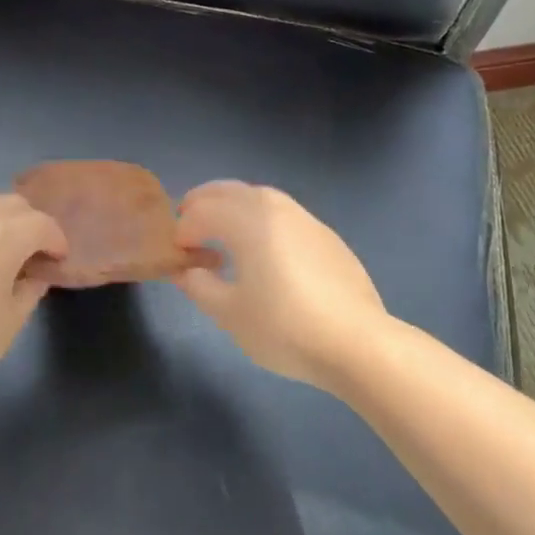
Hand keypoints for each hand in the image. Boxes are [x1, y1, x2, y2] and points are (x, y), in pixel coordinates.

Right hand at [173, 181, 387, 390]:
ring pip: (258, 197)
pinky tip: (263, 250)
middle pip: (229, 190)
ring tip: (222, 233)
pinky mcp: (326, 235)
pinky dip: (260, 219)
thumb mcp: (229, 313)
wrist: (357, 344)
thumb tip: (186, 270)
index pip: (201, 211)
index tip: (177, 256)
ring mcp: (305, 218)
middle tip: (188, 226)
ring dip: (232, 206)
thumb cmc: (284, 328)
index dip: (182, 230)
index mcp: (247, 220)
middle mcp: (275, 208)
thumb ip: (199, 285)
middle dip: (202, 203)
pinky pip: (282, 213)